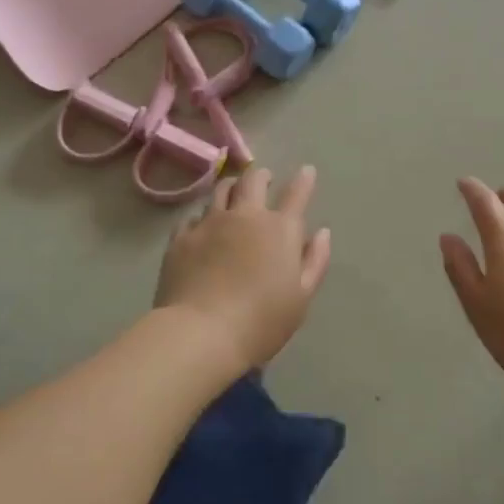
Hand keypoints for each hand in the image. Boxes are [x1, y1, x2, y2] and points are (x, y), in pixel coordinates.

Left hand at [155, 165, 331, 373]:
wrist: (201, 333)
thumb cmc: (261, 321)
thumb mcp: (301, 297)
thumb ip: (314, 261)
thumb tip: (321, 232)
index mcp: (280, 229)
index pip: (296, 194)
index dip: (304, 180)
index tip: (306, 171)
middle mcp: (245, 216)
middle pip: (254, 181)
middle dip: (262, 176)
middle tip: (265, 179)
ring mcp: (210, 223)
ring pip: (221, 190)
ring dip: (232, 188)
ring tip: (233, 192)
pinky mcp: (182, 237)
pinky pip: (193, 216)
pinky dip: (203, 216)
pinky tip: (203, 224)